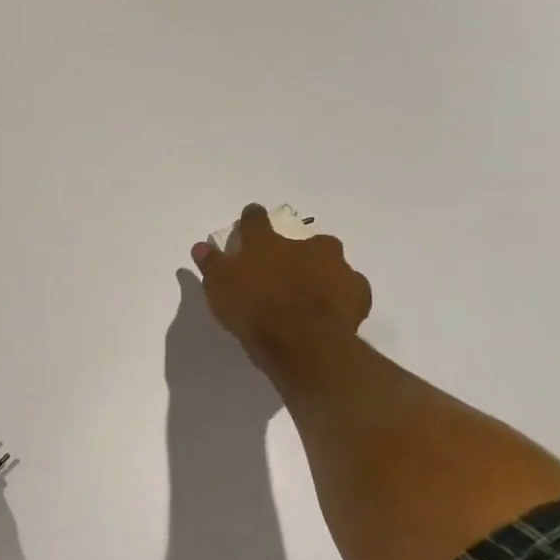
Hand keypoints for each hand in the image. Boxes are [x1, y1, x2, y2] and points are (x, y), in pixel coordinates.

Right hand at [191, 204, 371, 372]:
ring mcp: (337, 267)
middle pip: (302, 241)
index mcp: (267, 243)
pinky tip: (329, 309)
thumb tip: (201, 246)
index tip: (249, 217)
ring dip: (320, 272)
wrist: (303, 342)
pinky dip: (340, 295)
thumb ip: (211, 264)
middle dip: (295, 251)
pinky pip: (348, 288)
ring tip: (308, 294)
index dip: (250, 218)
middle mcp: (305, 246)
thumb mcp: (218, 287)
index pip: (255, 220)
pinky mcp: (358, 292)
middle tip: (284, 270)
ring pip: (329, 263)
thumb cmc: (253, 310)